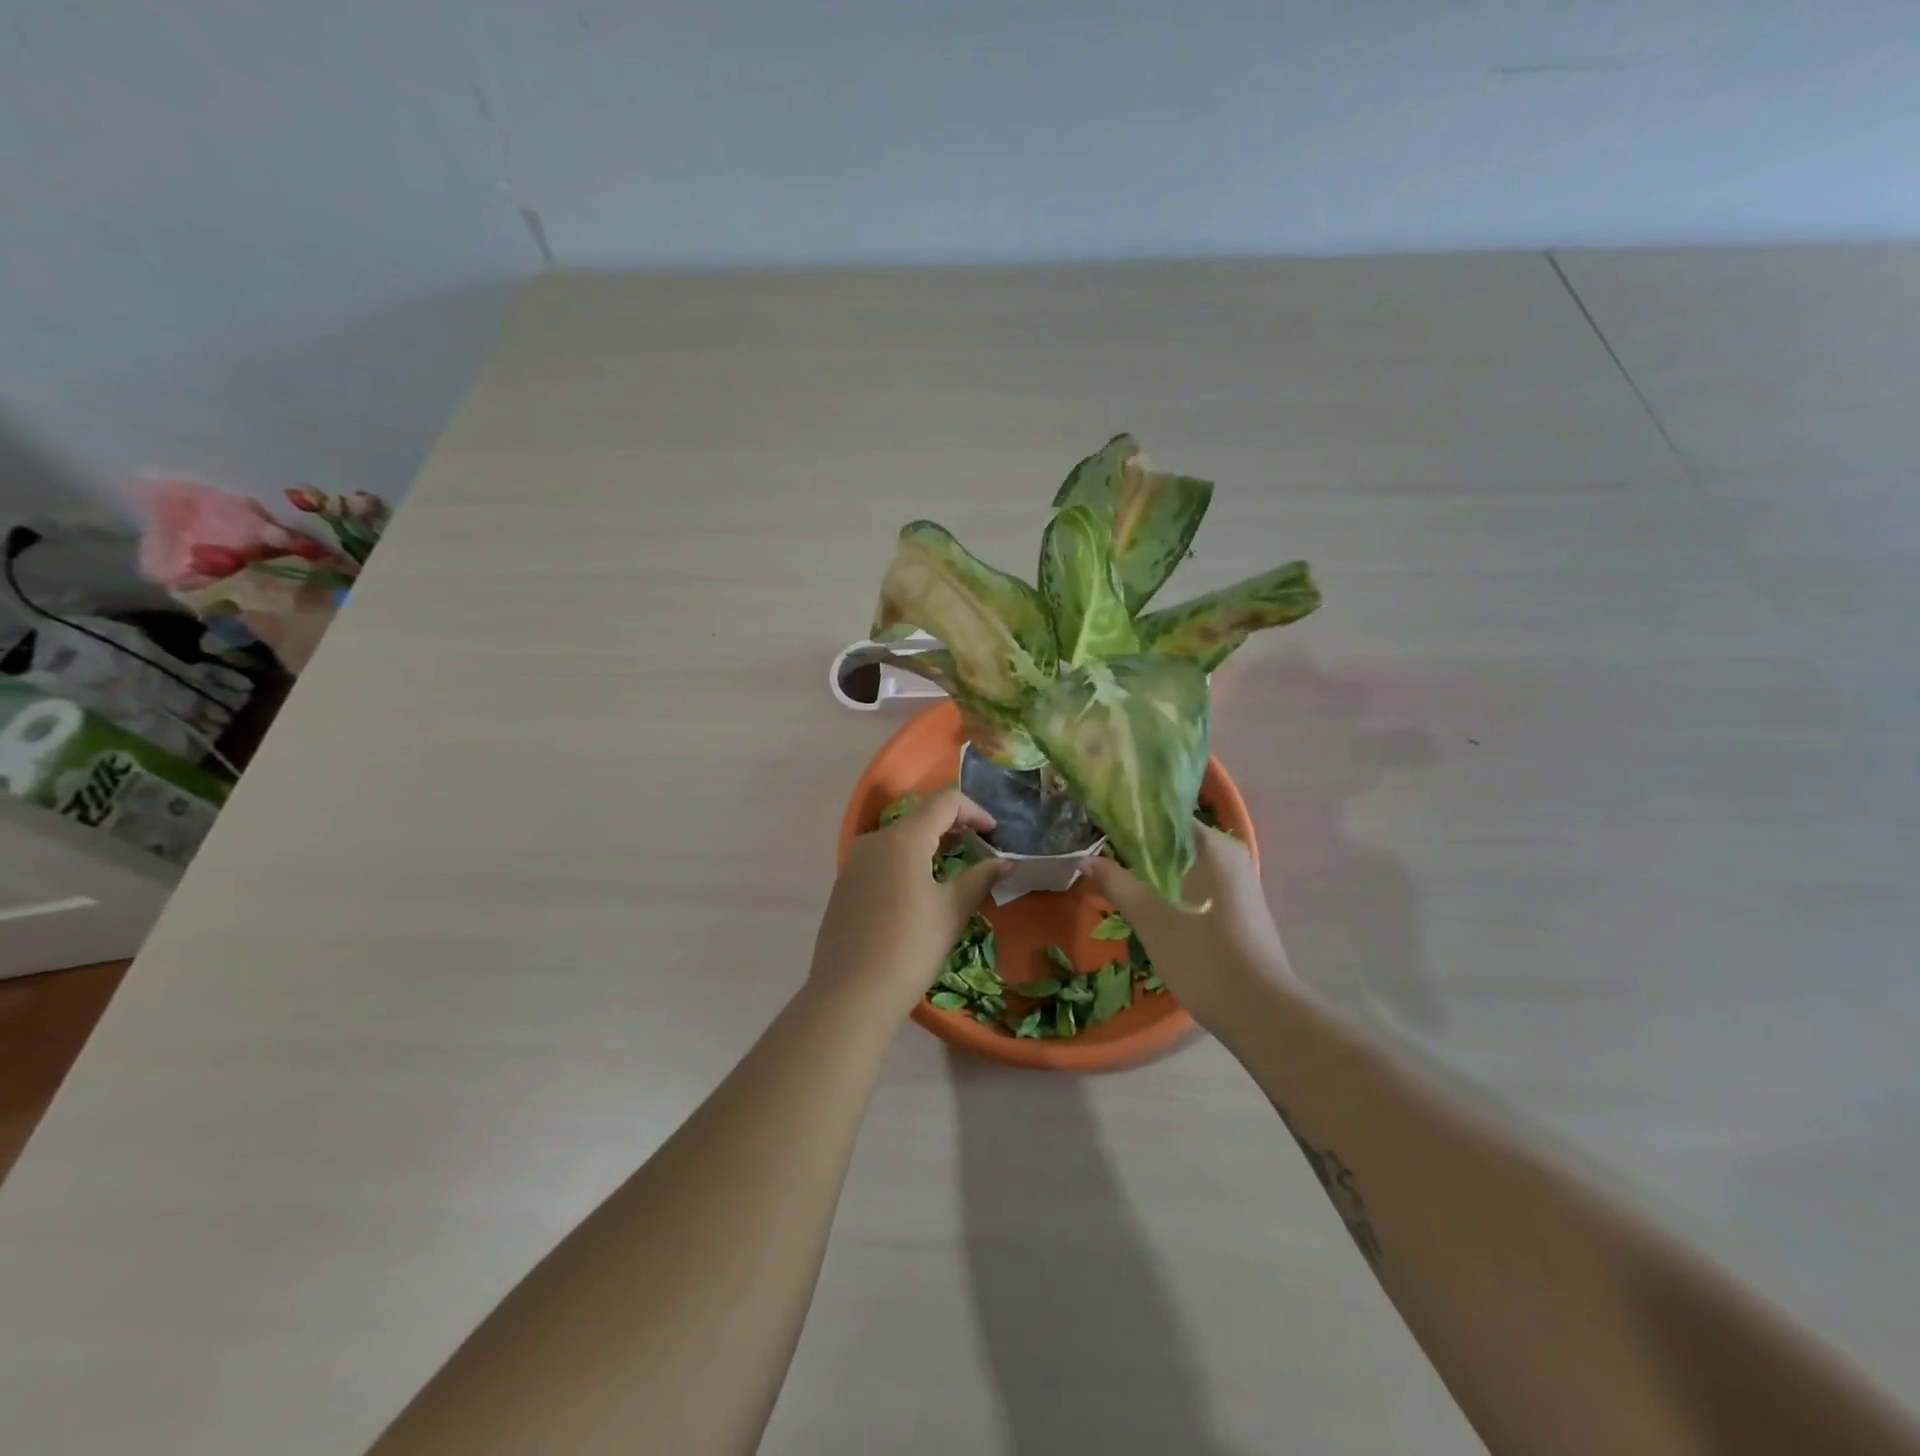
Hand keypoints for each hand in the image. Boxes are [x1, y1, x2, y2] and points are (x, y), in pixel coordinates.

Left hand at [809, 788, 1010, 1017]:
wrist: (850, 994)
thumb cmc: (910, 947)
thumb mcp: (952, 911)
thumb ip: (981, 878)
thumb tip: (1006, 863)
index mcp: (903, 838)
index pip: (945, 802)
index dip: (975, 811)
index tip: (995, 834)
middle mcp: (874, 840)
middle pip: (920, 817)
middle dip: (953, 826)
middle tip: (980, 847)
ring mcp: (854, 862)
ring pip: (899, 838)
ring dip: (930, 844)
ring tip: (953, 866)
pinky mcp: (844, 885)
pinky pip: (882, 859)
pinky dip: (907, 861)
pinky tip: (919, 889)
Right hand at [1079, 824, 1296, 1028]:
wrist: (1260, 1011)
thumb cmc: (1202, 956)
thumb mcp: (1150, 918)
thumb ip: (1116, 882)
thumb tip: (1084, 859)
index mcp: (1212, 844)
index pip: (1164, 815)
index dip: (1130, 820)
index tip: (1100, 828)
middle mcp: (1231, 852)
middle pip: (1175, 839)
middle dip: (1140, 847)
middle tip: (1102, 854)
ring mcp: (1240, 880)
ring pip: (1187, 863)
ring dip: (1155, 869)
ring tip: (1119, 877)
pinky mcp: (1241, 906)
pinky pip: (1200, 882)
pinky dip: (1174, 886)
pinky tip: (1151, 902)